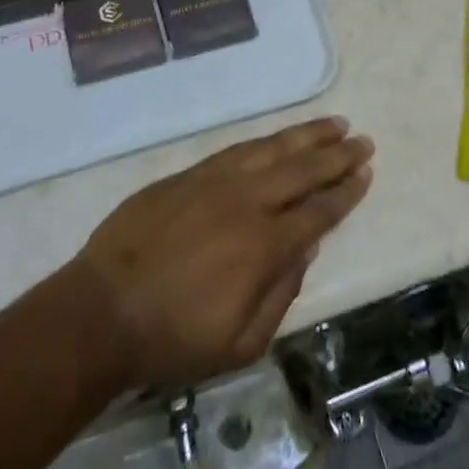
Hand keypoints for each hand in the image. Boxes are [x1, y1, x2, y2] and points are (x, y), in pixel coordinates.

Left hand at [74, 117, 373, 387]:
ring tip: (334, 124)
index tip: (366, 174)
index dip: (346, 193)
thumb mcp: (240, 344)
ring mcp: (216, 181)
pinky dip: (267, 141)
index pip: (318, 211)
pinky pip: (239, 149)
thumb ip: (281, 294)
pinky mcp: (190, 174)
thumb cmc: (173, 338)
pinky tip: (281, 137)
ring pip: (273, 149)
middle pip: (303, 170)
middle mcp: (247, 202)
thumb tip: (306, 249)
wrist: (102, 310)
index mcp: (265, 246)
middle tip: (363, 141)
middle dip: (337, 155)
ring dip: (307, 135)